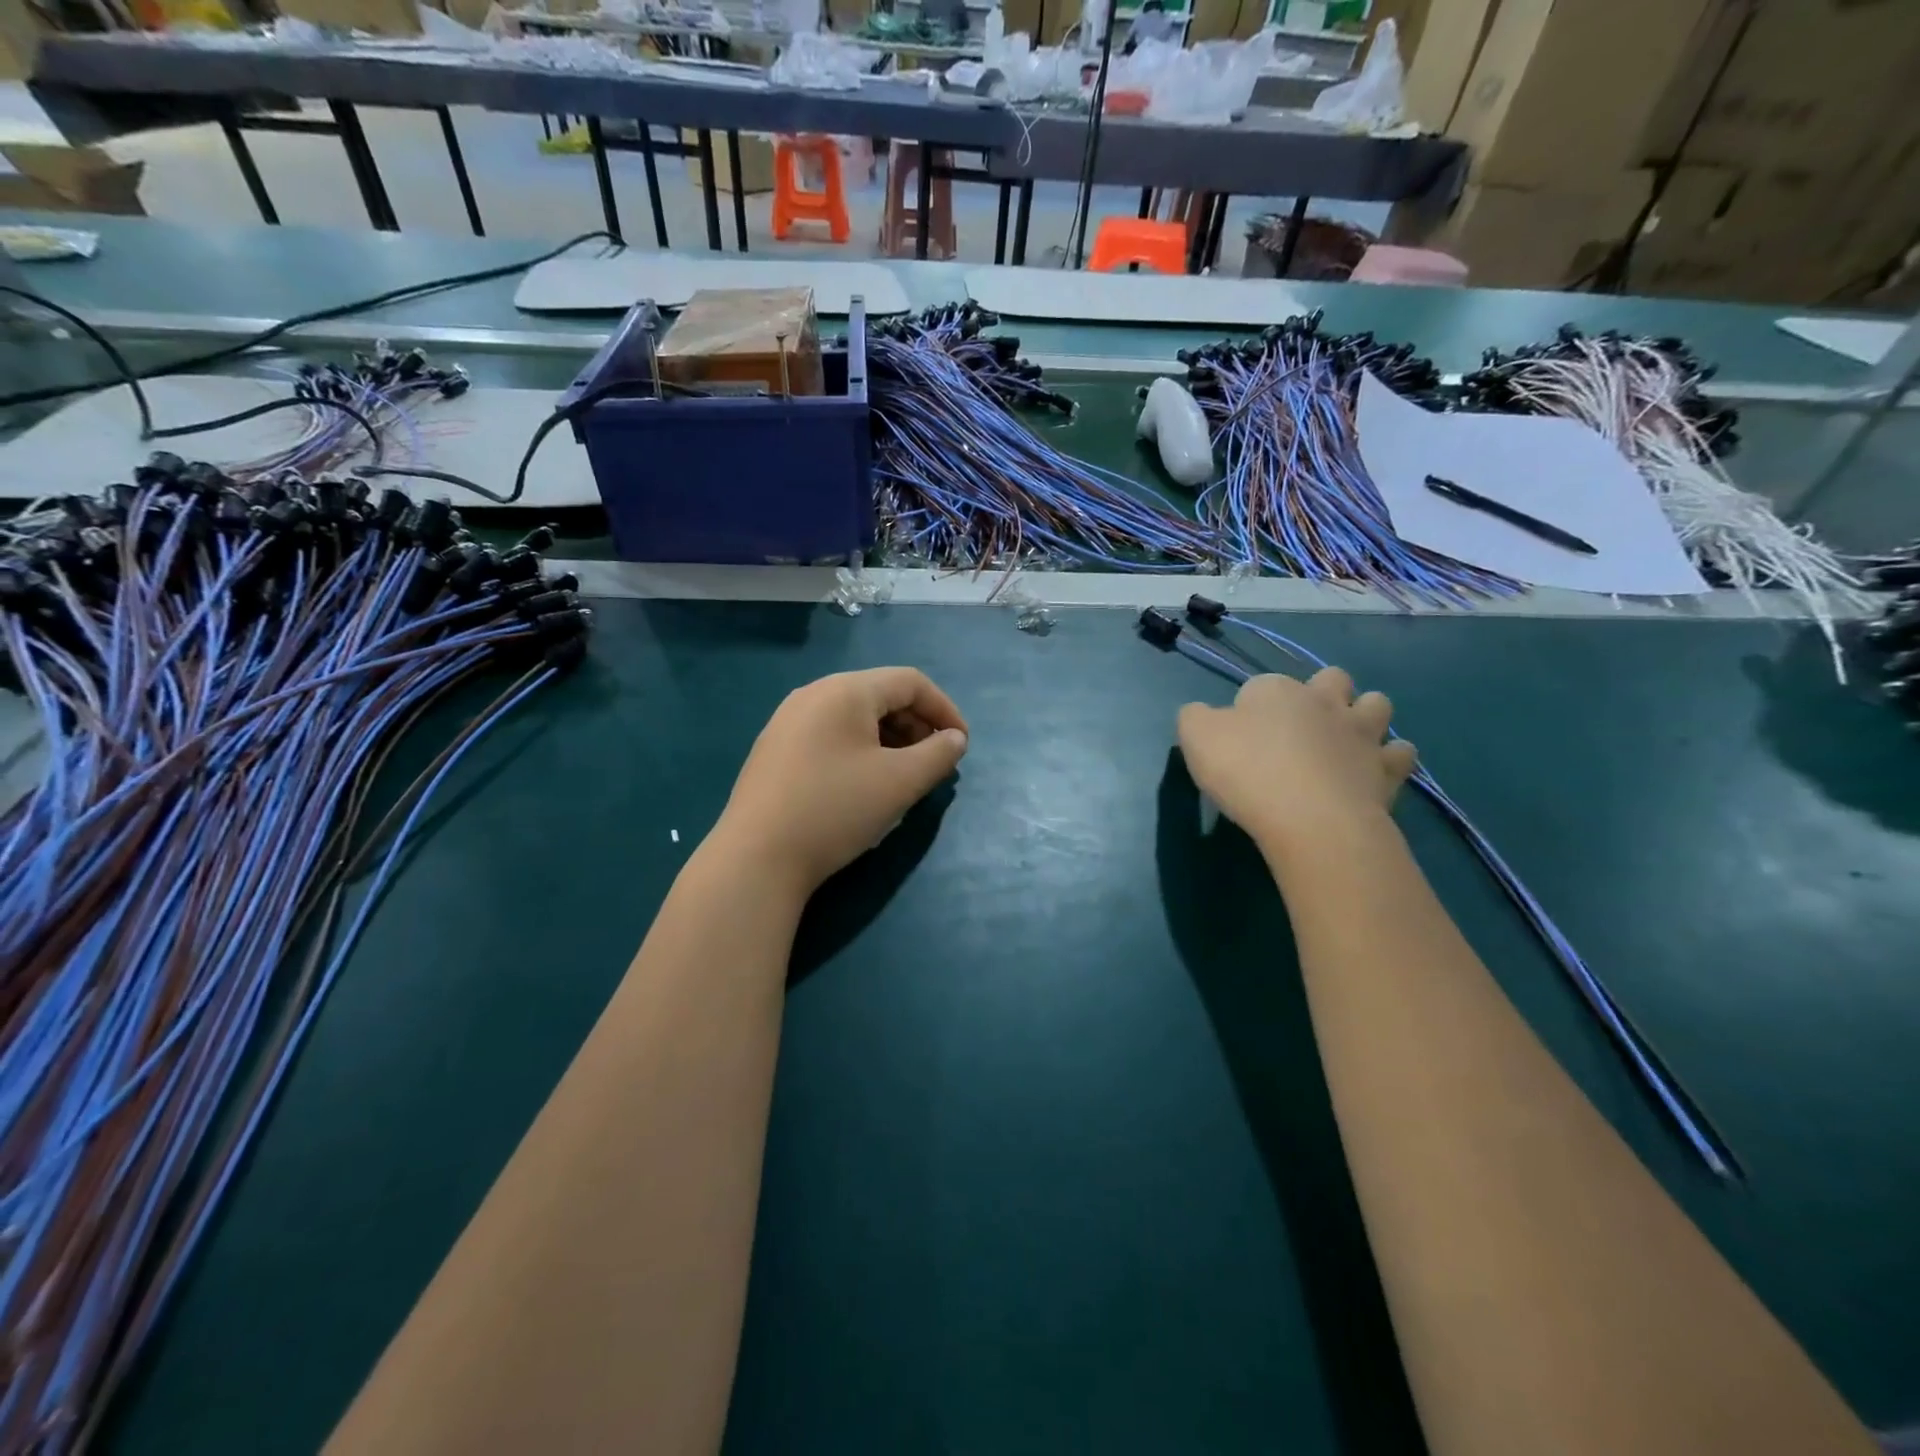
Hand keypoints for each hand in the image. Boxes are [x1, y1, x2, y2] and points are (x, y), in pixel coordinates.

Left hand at [714, 667, 968, 898]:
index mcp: (845, 690)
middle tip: (935, 764)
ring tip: (905, 777)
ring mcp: (787, 721)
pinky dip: (860, 750)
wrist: (757, 858)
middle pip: (881, 695)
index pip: (911, 682)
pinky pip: (831, 735)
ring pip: (855, 717)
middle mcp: (813, 694)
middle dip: (918, 725)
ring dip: (891, 739)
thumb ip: (938, 755)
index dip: (945, 709)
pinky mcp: (774, 750)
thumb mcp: (900, 782)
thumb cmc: (836, 810)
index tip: (962, 746)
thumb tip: (955, 740)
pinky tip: (864, 785)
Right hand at [1177, 667, 1416, 854]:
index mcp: (1275, 690)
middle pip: (1331, 679)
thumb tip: (1203, 715)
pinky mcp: (1388, 768)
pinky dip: (1390, 758)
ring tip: (1344, 743)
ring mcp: (1362, 733)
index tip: (1239, 737)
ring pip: (1377, 704)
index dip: (1250, 707)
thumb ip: (1195, 718)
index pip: (1261, 686)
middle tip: (1300, 729)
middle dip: (1322, 693)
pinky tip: (1372, 773)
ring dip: (1364, 716)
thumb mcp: (1196, 738)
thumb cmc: (1247, 772)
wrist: (1310, 818)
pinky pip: (1400, 753)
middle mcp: (1324, 701)